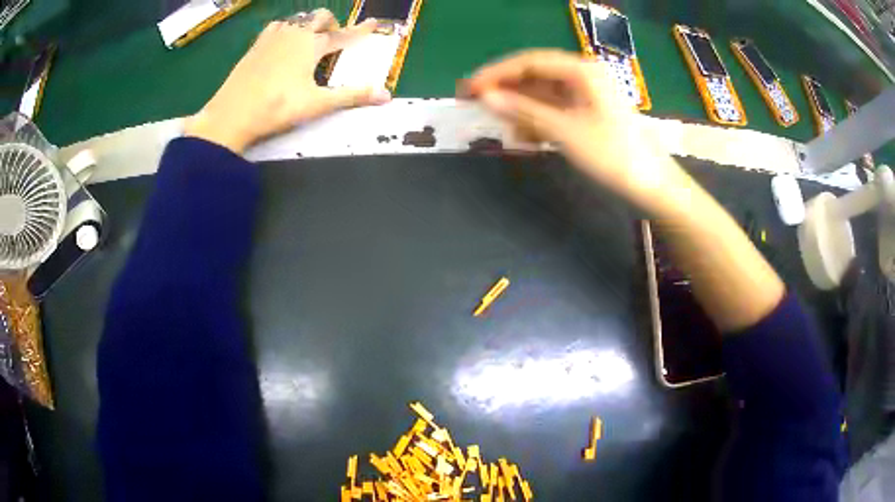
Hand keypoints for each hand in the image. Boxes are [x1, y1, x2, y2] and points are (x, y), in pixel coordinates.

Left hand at [185, 9, 391, 153]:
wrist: (231, 114)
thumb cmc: (276, 108)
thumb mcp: (317, 104)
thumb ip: (352, 96)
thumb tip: (386, 95)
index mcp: (312, 45)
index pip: (343, 35)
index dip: (361, 30)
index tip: (373, 22)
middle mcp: (294, 34)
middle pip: (319, 17)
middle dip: (331, 24)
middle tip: (333, 40)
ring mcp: (272, 37)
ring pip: (297, 19)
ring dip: (308, 25)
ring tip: (308, 41)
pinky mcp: (255, 46)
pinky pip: (276, 26)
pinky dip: (285, 29)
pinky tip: (282, 42)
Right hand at [463, 50, 683, 207]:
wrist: (653, 185)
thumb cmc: (614, 154)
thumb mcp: (566, 131)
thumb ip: (524, 111)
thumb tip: (485, 97)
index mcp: (581, 70)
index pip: (529, 62)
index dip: (496, 73)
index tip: (469, 88)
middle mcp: (582, 76)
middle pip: (534, 75)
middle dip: (504, 89)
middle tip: (472, 101)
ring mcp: (585, 95)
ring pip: (542, 94)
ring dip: (519, 107)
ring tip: (495, 122)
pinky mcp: (587, 113)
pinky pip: (554, 110)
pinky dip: (536, 120)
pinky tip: (523, 134)